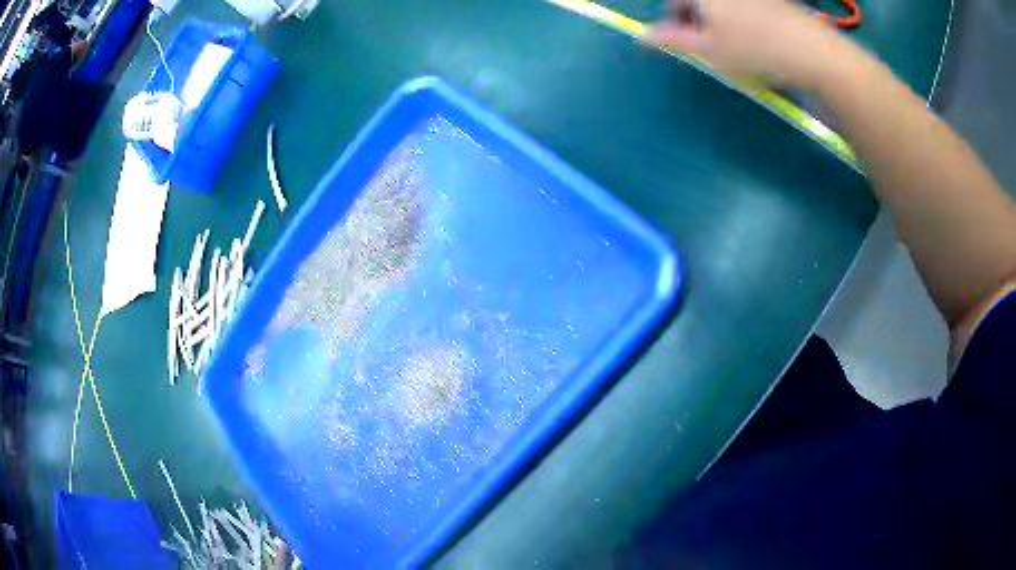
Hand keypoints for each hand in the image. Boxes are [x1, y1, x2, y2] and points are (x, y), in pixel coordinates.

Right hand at [648, 0, 845, 89]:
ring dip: (721, 22)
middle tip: (712, 49)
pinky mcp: (775, 1)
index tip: (685, 46)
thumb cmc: (754, 50)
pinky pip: (748, 8)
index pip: (675, 3)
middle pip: (700, 3)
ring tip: (737, 47)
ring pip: (725, 6)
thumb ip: (671, 40)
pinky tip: (758, 40)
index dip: (674, 25)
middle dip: (698, 22)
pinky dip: (744, 20)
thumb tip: (641, 37)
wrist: (813, 52)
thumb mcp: (707, 50)